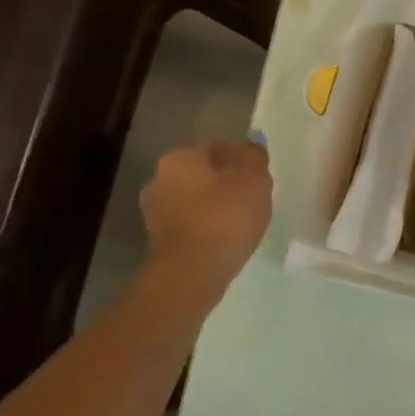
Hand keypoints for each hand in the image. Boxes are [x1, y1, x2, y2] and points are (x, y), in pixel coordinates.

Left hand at [138, 140, 272, 282]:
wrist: (192, 271)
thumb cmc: (226, 216)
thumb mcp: (255, 179)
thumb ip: (255, 157)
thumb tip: (251, 144)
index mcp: (179, 157)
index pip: (217, 147)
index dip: (242, 159)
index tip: (260, 177)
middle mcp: (159, 178)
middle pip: (202, 173)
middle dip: (225, 182)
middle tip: (253, 198)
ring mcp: (154, 211)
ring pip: (194, 200)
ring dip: (214, 206)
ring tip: (241, 222)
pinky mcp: (158, 240)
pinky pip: (190, 224)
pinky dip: (206, 227)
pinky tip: (225, 239)